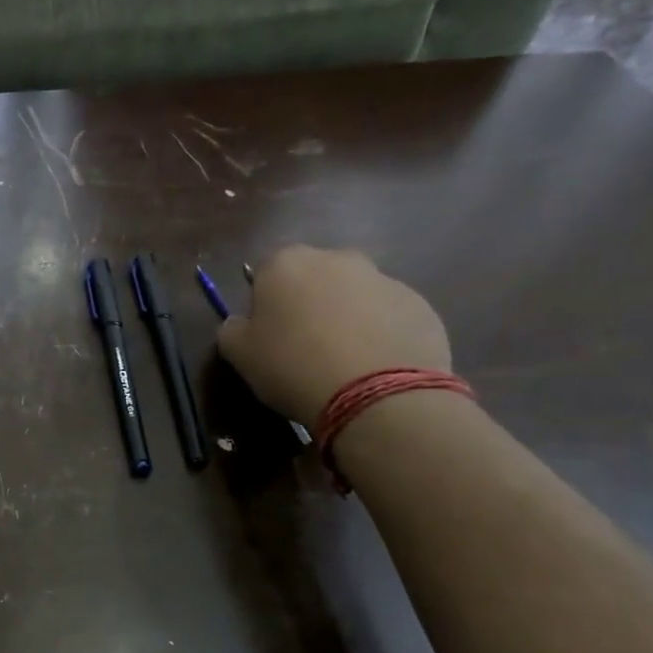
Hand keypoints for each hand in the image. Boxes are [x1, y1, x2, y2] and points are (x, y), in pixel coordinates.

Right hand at [217, 247, 449, 422]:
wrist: (376, 393)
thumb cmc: (292, 366)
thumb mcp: (239, 354)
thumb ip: (232, 330)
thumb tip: (241, 323)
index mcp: (286, 262)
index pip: (264, 273)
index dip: (264, 304)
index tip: (267, 336)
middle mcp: (336, 258)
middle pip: (314, 278)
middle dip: (308, 304)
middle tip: (304, 347)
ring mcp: (384, 279)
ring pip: (354, 296)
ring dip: (346, 318)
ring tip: (343, 363)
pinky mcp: (420, 305)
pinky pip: (389, 317)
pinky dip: (380, 335)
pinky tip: (373, 368)